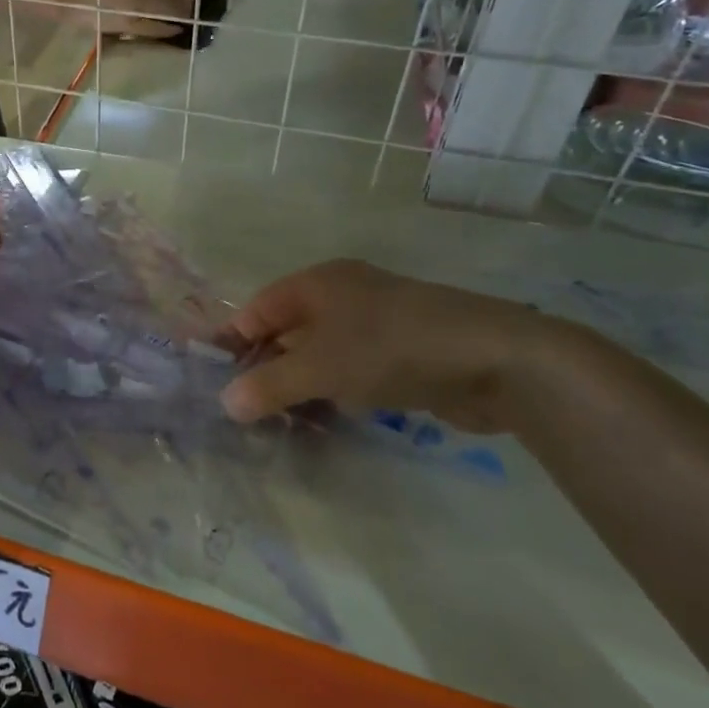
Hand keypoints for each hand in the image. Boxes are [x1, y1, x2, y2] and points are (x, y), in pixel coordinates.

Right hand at [216, 259, 546, 432]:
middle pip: (288, 332)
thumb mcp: (320, 367)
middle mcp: (343, 296)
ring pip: (320, 354)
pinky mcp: (403, 353)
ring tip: (278, 424)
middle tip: (245, 410)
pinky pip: (351, 371)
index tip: (213, 380)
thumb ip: (269, 386)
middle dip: (265, 369)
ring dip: (299, 386)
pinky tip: (324, 421)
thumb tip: (225, 404)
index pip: (258, 309)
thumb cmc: (391, 348)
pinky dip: (333, 392)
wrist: (495, 359)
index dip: (233, 342)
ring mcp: (375, 324)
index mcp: (317, 284)